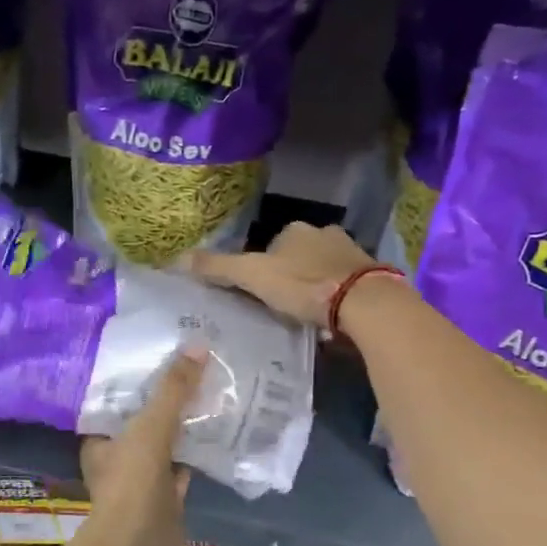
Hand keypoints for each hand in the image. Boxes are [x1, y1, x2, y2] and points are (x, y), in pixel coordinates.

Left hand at [78, 347, 205, 545]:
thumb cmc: (131, 482)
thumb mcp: (149, 426)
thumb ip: (172, 389)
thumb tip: (197, 345)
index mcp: (100, 438)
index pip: (117, 398)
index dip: (138, 377)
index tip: (164, 351)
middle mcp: (118, 456)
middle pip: (145, 418)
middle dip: (168, 398)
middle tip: (197, 365)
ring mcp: (143, 477)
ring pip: (167, 442)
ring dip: (186, 423)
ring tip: (213, 388)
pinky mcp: (167, 496)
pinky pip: (186, 465)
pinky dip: (201, 451)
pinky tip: (223, 430)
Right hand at [183, 222, 378, 331]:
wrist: (363, 302)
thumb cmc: (303, 286)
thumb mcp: (252, 276)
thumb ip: (218, 268)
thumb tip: (176, 259)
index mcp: (295, 229)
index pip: (269, 245)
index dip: (261, 269)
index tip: (258, 293)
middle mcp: (325, 232)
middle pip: (297, 255)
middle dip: (289, 275)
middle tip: (280, 306)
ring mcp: (351, 252)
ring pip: (322, 268)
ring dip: (313, 285)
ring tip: (304, 314)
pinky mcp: (370, 274)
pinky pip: (344, 284)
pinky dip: (335, 296)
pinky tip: (330, 316)